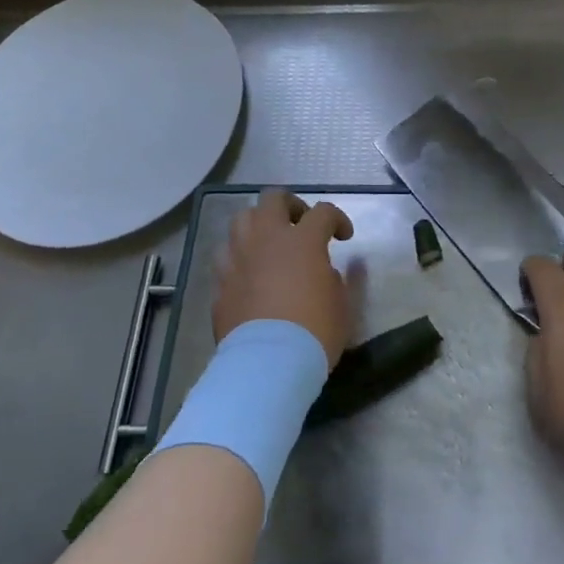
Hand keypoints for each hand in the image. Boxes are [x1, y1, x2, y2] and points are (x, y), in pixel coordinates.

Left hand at [214, 190, 354, 368]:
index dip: (337, 219)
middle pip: (273, 199)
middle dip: (290, 205)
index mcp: (302, 241)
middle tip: (300, 224)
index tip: (344, 237)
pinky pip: (227, 258)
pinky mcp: (220, 283)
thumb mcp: (343, 305)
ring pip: (241, 220)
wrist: (268, 364)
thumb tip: (331, 268)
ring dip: (258, 225)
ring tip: (270, 244)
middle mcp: (266, 240)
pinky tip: (250, 275)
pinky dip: (240, 259)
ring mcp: (238, 259)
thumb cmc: (315, 331)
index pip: (323, 212)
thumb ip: (340, 279)